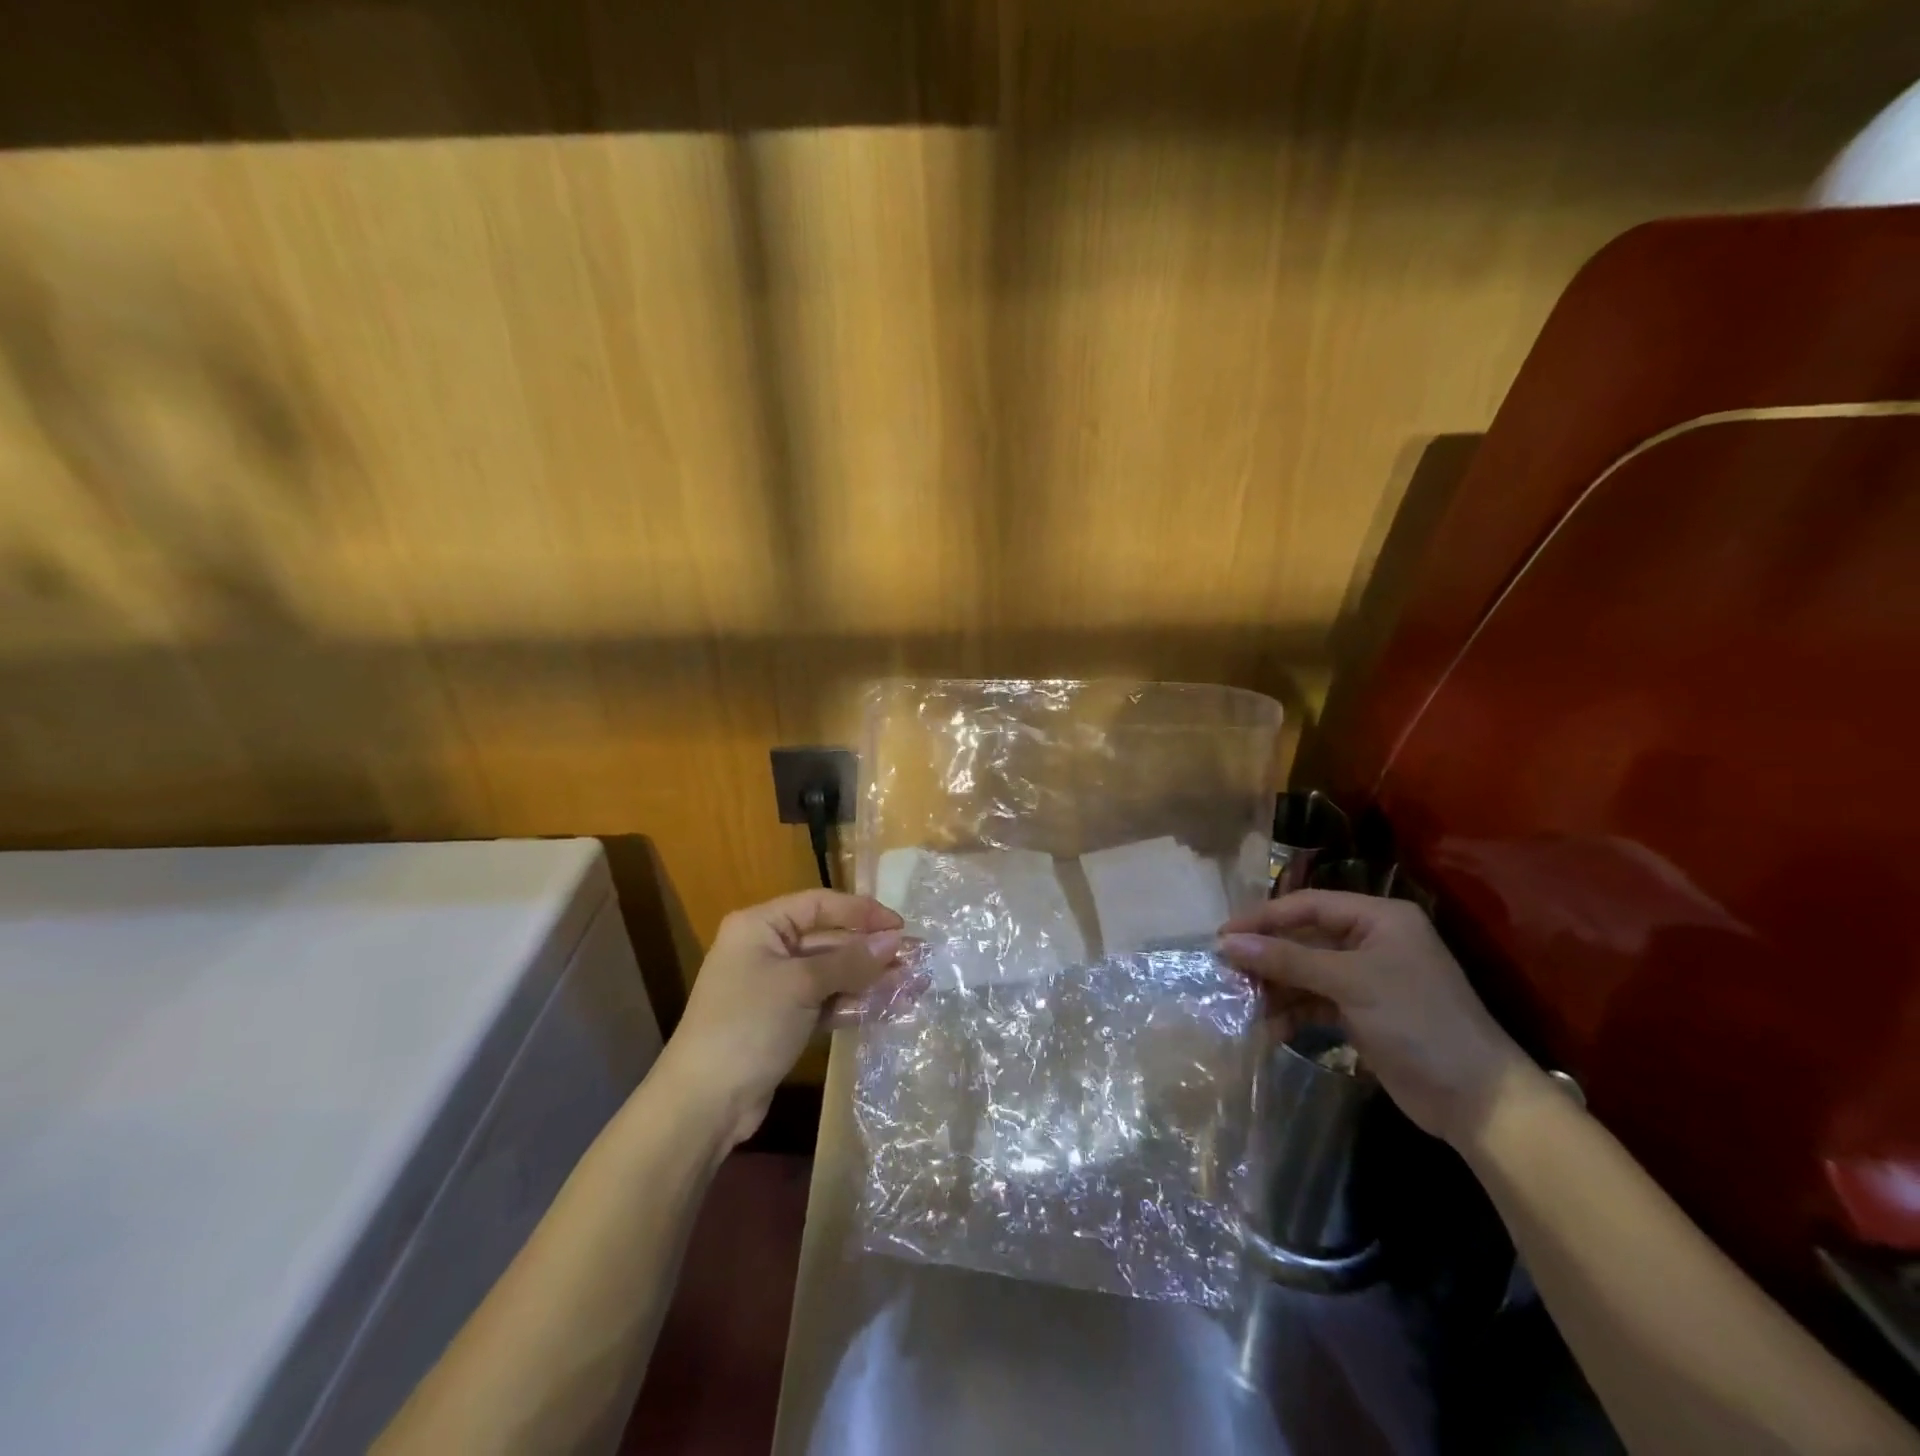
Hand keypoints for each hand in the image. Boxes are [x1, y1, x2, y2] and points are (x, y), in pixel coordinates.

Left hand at [660, 890, 904, 1146]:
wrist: (704, 1103)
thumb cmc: (748, 1025)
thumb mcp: (802, 985)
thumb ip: (850, 960)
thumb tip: (895, 939)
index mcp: (760, 926)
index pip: (820, 904)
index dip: (862, 912)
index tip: (901, 926)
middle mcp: (766, 948)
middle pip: (828, 939)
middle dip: (871, 950)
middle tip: (915, 959)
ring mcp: (774, 987)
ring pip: (831, 973)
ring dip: (868, 978)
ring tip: (911, 985)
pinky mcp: (783, 1021)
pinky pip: (825, 1001)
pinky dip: (852, 1003)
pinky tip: (887, 1008)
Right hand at [1219, 890, 1528, 1143]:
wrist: (1478, 1101)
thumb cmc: (1417, 1021)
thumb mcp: (1349, 982)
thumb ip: (1287, 960)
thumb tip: (1226, 943)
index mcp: (1378, 918)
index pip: (1307, 905)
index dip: (1263, 918)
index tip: (1222, 936)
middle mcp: (1371, 941)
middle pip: (1303, 938)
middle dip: (1266, 956)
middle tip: (1227, 973)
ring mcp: (1367, 978)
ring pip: (1306, 972)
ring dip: (1276, 988)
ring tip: (1243, 1004)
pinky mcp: (1363, 1012)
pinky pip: (1316, 1002)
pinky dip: (1293, 1012)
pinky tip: (1271, 1029)